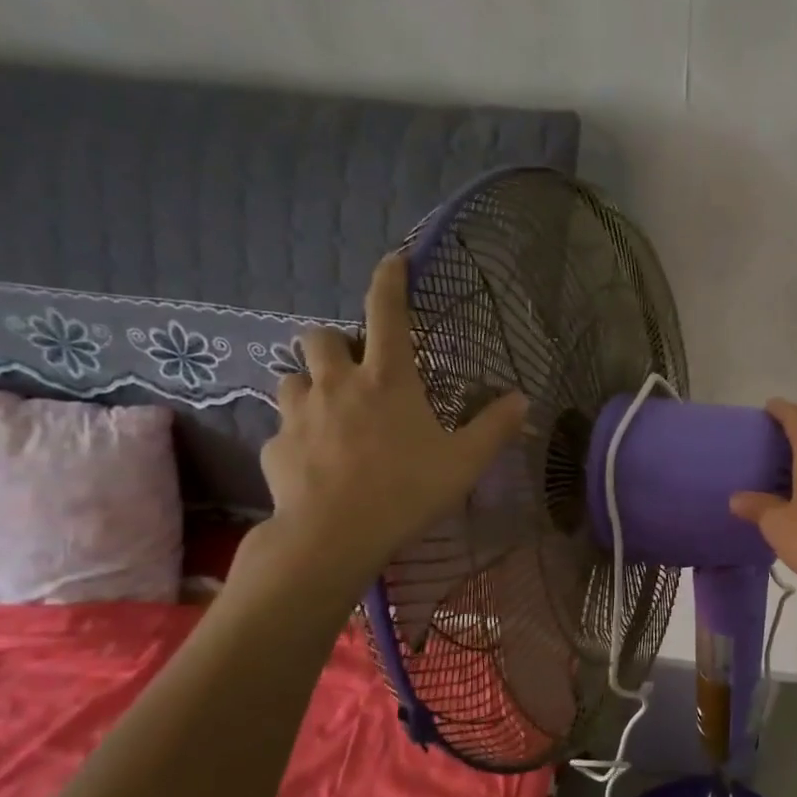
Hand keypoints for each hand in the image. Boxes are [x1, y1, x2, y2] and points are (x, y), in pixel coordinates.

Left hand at [248, 253, 527, 605]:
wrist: (333, 536)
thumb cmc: (407, 491)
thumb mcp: (464, 462)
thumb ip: (494, 427)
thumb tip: (522, 399)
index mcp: (387, 380)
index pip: (387, 313)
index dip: (390, 281)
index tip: (392, 259)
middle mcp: (337, 385)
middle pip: (319, 336)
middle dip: (333, 343)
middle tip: (352, 369)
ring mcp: (299, 414)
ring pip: (291, 378)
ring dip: (310, 386)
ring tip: (328, 413)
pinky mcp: (275, 447)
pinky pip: (283, 430)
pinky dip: (298, 437)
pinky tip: (314, 464)